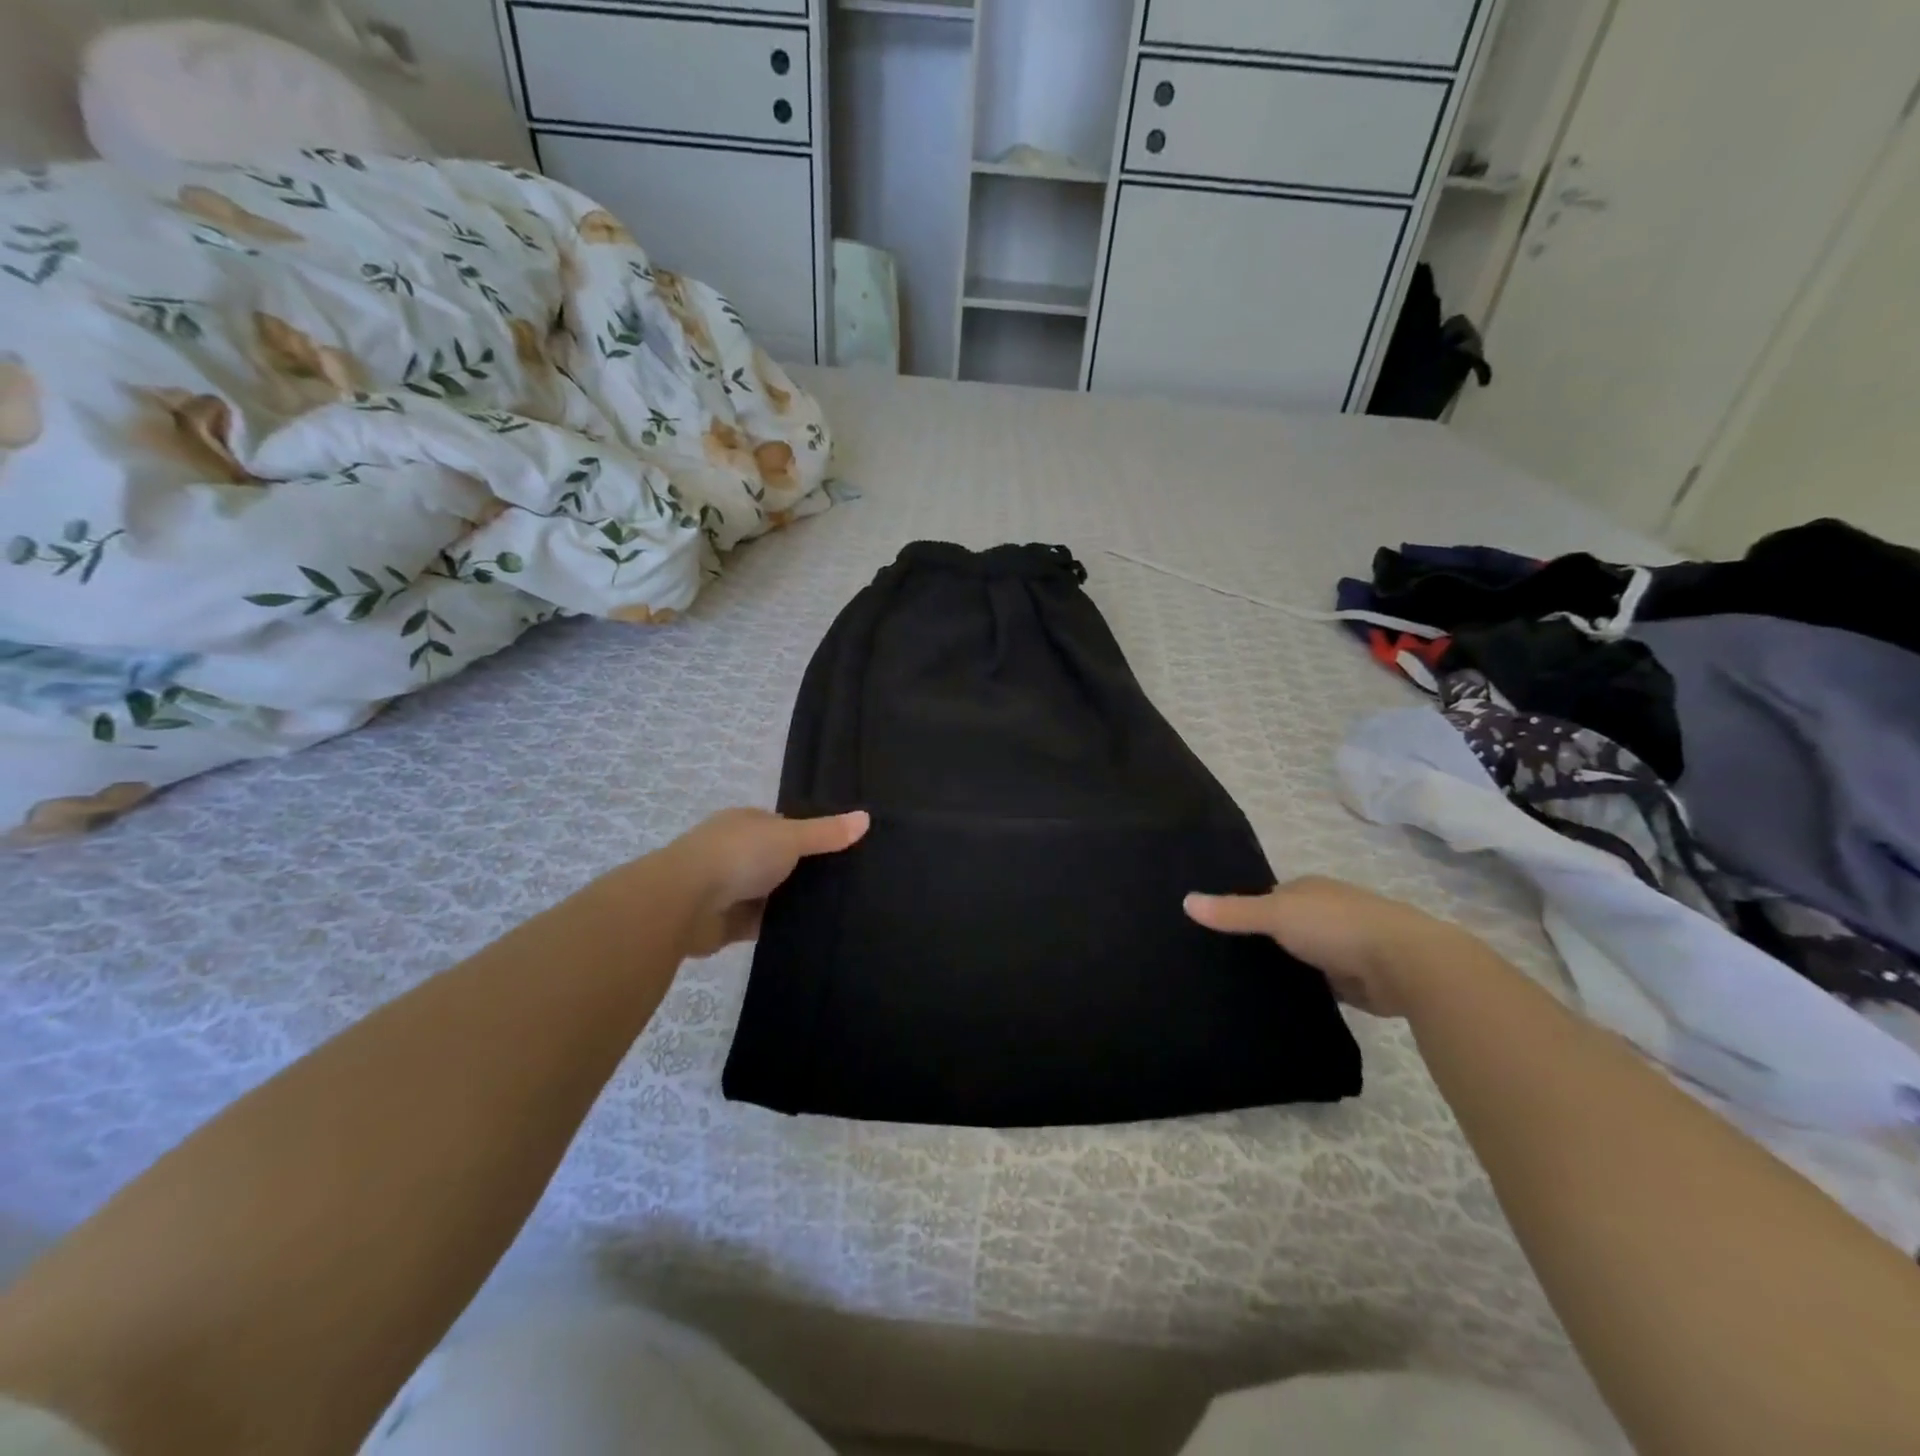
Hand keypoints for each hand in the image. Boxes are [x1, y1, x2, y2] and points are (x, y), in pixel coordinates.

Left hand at [663, 807, 869, 956]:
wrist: (684, 903)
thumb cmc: (739, 856)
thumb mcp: (790, 837)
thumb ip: (827, 833)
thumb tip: (867, 817)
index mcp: (746, 822)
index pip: (785, 826)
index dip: (812, 836)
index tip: (844, 850)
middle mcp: (737, 851)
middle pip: (779, 861)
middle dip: (804, 872)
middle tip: (849, 884)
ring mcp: (729, 887)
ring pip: (772, 894)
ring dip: (791, 901)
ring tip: (838, 910)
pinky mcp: (727, 923)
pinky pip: (762, 923)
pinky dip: (780, 927)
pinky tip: (811, 933)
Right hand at [1184, 876, 1475, 1017]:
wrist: (1407, 965)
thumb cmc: (1337, 926)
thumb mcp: (1276, 913)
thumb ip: (1233, 912)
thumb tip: (1185, 901)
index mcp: (1309, 889)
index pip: (1266, 897)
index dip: (1242, 911)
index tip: (1214, 932)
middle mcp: (1325, 912)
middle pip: (1282, 926)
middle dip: (1261, 941)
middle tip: (1220, 963)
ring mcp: (1343, 946)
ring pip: (1299, 956)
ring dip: (1283, 967)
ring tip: (1241, 985)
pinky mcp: (1354, 980)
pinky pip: (1317, 984)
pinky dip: (1302, 990)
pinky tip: (1276, 1003)